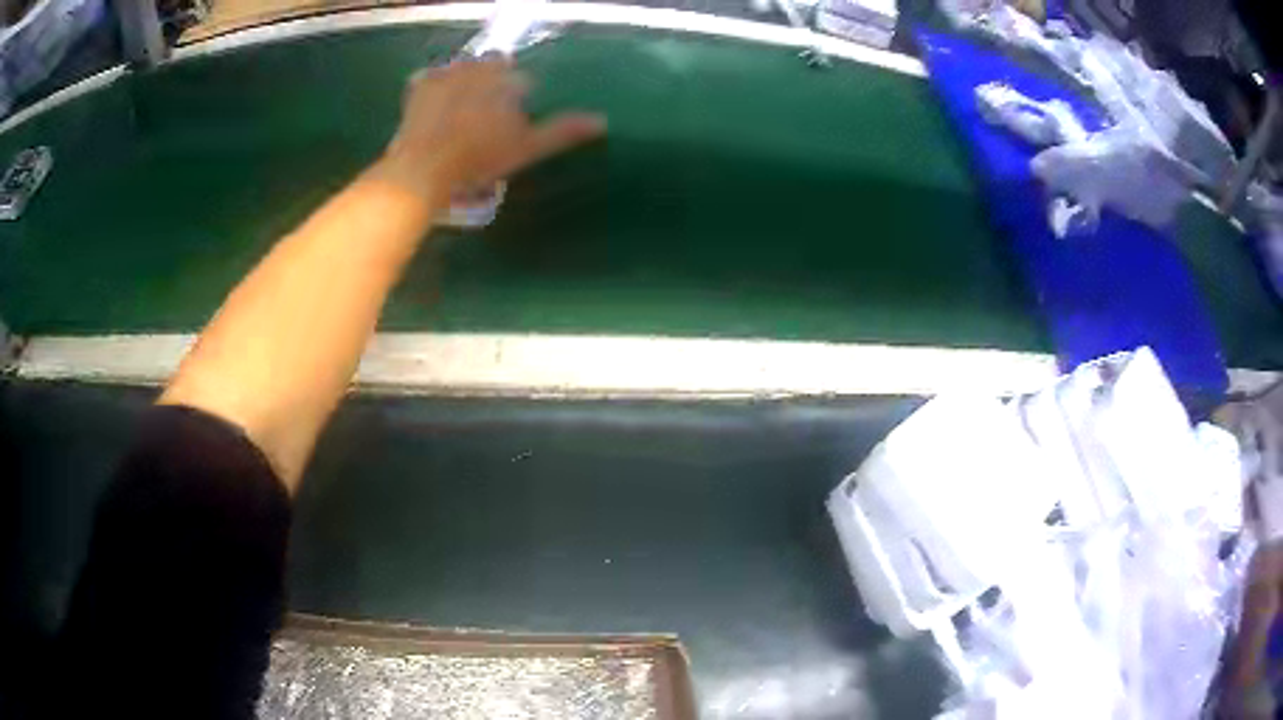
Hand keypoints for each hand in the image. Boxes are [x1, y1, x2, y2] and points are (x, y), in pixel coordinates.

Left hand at [376, 57, 604, 205]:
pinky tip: (434, 107)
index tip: (509, 125)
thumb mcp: (527, 148)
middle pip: (493, 66)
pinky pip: (431, 78)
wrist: (424, 168)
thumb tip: (602, 120)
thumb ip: (562, 131)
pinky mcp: (419, 85)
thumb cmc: (479, 158)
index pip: (522, 81)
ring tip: (459, 113)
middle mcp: (479, 67)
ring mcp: (446, 73)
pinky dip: (434, 87)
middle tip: (484, 117)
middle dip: (493, 83)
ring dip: (465, 82)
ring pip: (463, 68)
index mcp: (507, 78)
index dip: (518, 101)